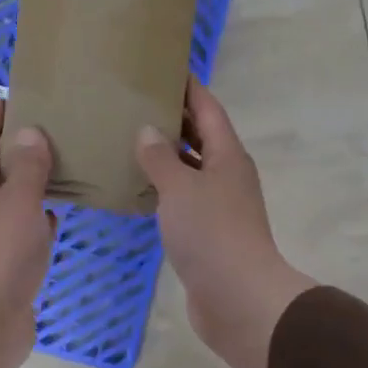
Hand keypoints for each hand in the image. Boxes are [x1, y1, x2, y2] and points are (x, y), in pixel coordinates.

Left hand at [0, 99, 55, 367]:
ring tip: (61, 165)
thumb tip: (30, 132)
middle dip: (16, 149)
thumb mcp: (18, 202)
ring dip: (30, 183)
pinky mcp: (6, 265)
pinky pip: (23, 231)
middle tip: (50, 129)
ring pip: (12, 201)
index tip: (12, 99)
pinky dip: (39, 218)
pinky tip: (58, 214)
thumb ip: (28, 167)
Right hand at [135, 78, 314, 367]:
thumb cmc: (212, 234)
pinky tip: (137, 187)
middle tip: (135, 101)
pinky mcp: (208, 232)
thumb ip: (160, 157)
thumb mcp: (180, 188)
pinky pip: (183, 197)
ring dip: (166, 154)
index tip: (164, 67)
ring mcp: (220, 205)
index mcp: (227, 155)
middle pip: (200, 136)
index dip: (189, 86)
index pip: (208, 108)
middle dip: (173, 118)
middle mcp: (227, 174)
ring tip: (129, 138)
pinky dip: (163, 187)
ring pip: (190, 168)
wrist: (238, 299)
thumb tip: (147, 130)